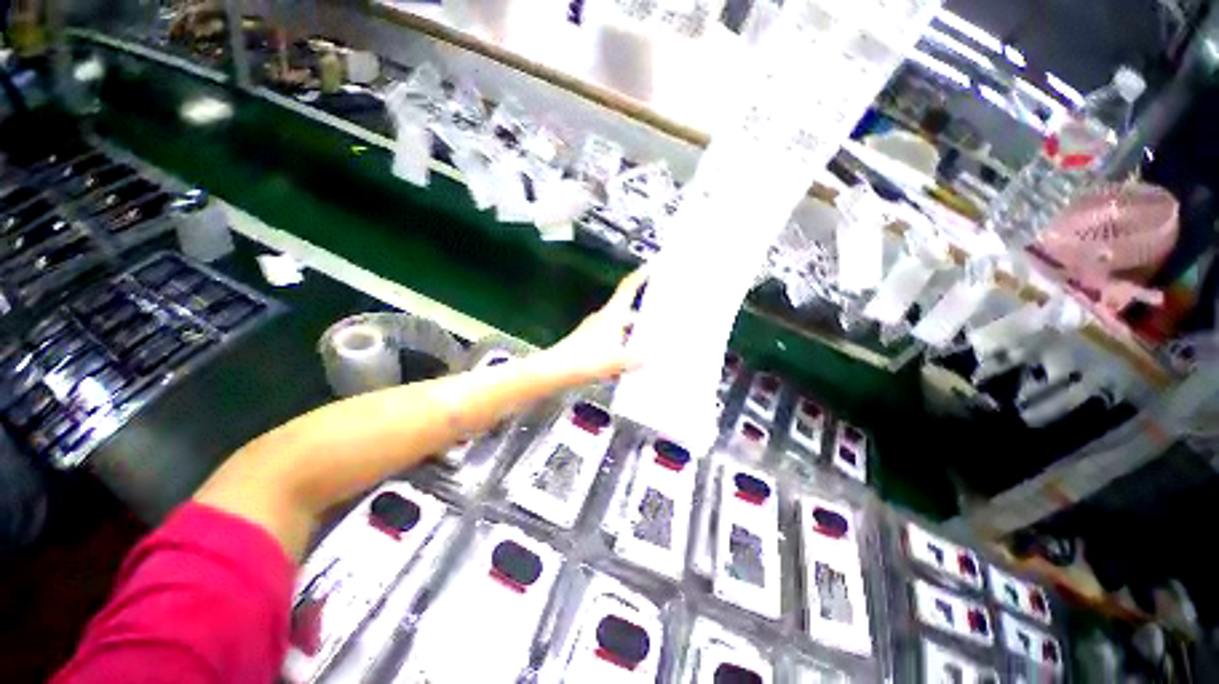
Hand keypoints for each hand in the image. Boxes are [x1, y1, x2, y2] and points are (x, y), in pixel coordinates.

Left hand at [541, 268, 647, 384]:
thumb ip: (636, 359)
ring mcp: (593, 331)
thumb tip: (646, 358)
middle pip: (626, 313)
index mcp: (612, 315)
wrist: (556, 370)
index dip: (639, 277)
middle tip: (656, 325)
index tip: (649, 267)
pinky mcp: (586, 344)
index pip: (627, 289)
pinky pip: (608, 344)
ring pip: (617, 330)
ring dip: (629, 339)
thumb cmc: (587, 360)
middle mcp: (602, 319)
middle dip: (641, 319)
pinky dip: (617, 352)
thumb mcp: (618, 361)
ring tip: (642, 352)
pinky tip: (622, 370)